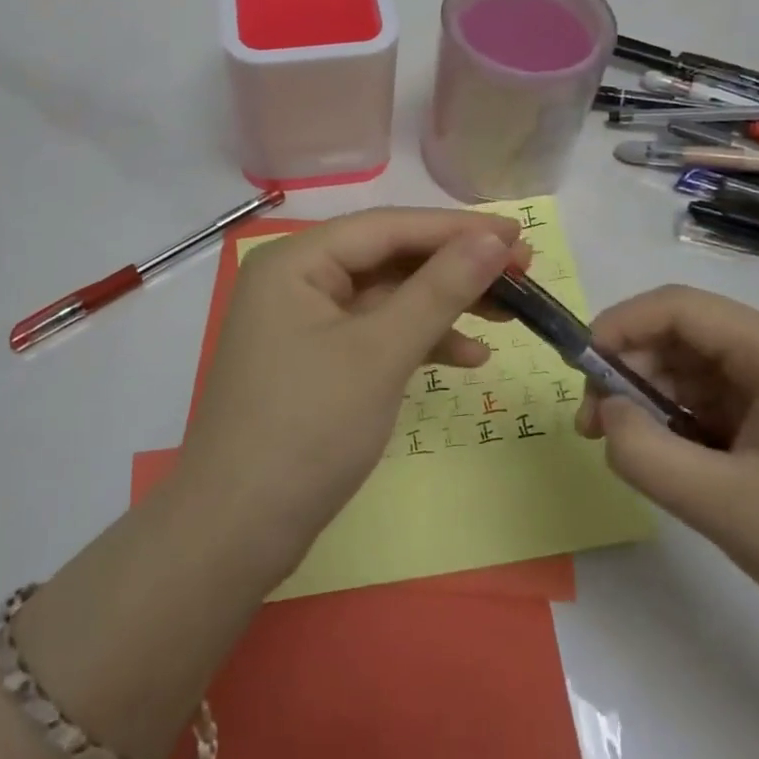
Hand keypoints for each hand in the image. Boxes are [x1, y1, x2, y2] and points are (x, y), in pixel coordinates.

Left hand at [177, 207, 526, 575]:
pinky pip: (375, 334)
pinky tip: (469, 358)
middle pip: (388, 258)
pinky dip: (418, 341)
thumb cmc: (307, 429)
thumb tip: (493, 240)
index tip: (518, 235)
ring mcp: (304, 323)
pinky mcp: (316, 361)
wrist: (237, 530)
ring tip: (508, 317)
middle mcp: (296, 280)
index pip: (388, 227)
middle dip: (454, 267)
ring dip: (443, 306)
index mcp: (297, 261)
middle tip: (522, 274)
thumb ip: (439, 290)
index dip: (456, 228)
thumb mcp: (380, 353)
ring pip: (386, 297)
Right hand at [577, 285, 758, 670]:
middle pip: (684, 335)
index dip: (616, 327)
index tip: (578, 374)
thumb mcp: (720, 504)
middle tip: (596, 428)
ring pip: (699, 371)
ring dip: (655, 400)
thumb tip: (605, 415)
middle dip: (630, 371)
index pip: (675, 306)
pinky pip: (723, 404)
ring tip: (633, 452)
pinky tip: (677, 466)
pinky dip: (686, 424)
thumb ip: (641, 452)